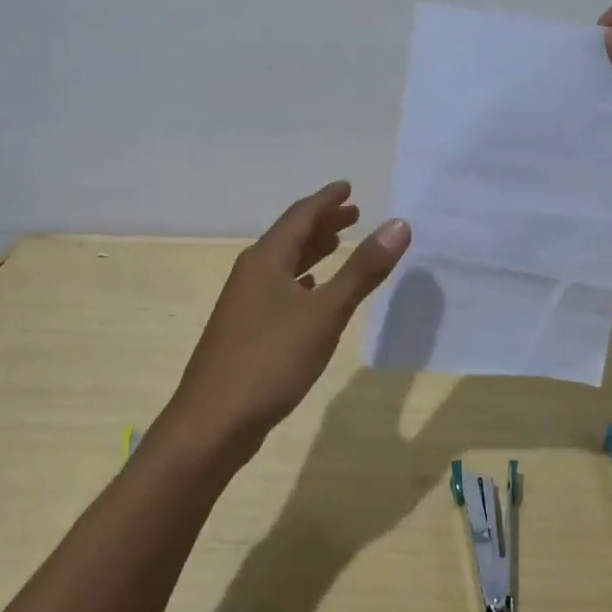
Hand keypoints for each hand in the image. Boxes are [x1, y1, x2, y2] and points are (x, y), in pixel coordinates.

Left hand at [164, 182, 409, 465]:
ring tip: (338, 245)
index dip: (326, 200)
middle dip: (322, 223)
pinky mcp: (245, 330)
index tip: (348, 188)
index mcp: (266, 260)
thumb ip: (363, 270)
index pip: (300, 216)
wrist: (213, 423)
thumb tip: (398, 224)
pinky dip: (300, 281)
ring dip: (312, 251)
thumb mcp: (325, 314)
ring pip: (284, 264)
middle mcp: (252, 273)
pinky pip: (278, 289)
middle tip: (354, 214)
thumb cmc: (270, 360)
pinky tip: (311, 291)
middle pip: (290, 236)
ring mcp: (245, 303)